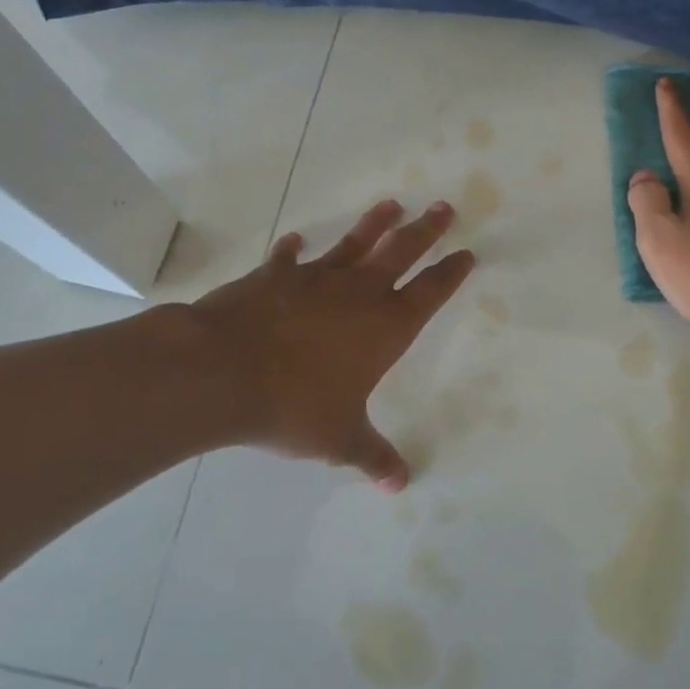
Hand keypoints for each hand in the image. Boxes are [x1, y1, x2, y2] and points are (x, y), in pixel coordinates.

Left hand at [185, 199, 474, 489]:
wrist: (223, 372)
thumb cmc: (293, 405)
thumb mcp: (340, 439)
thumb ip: (372, 456)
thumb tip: (400, 484)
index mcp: (385, 327)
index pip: (430, 292)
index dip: (450, 273)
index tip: (466, 253)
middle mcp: (358, 293)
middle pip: (402, 252)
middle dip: (425, 230)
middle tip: (444, 207)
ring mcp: (315, 278)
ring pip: (354, 243)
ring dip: (373, 224)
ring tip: (391, 204)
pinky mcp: (274, 275)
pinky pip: (288, 258)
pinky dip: (293, 250)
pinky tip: (295, 241)